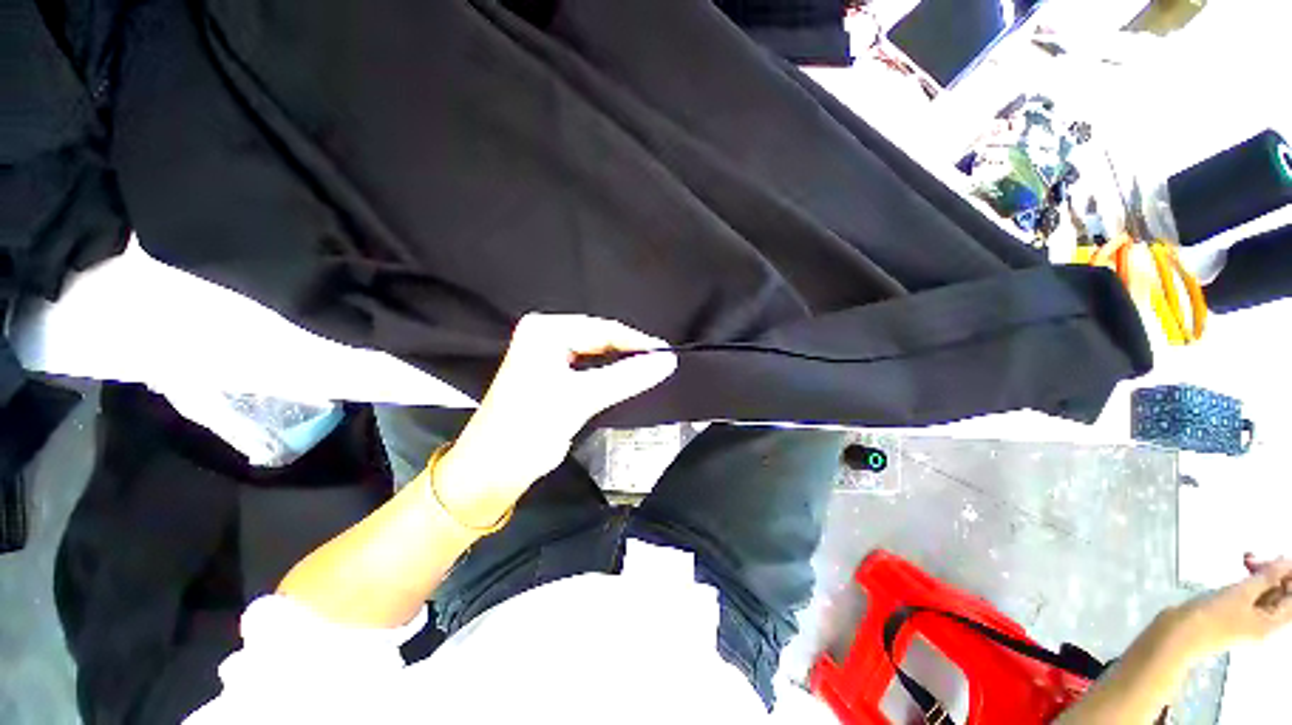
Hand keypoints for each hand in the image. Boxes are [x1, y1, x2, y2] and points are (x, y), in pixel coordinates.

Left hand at [434, 314, 676, 513]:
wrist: (493, 469)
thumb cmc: (528, 428)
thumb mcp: (581, 398)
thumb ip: (627, 377)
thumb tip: (665, 361)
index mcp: (545, 331)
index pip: (602, 329)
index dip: (637, 342)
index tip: (666, 353)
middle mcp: (545, 337)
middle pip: (600, 339)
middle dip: (629, 352)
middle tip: (660, 364)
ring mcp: (548, 355)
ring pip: (596, 354)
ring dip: (621, 364)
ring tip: (649, 370)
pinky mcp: (553, 375)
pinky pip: (589, 368)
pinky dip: (609, 375)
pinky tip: (626, 379)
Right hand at [1173, 555, 1291, 657]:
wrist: (1179, 632)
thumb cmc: (1212, 618)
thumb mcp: (1240, 595)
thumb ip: (1266, 578)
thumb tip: (1285, 563)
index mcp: (1272, 623)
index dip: (1289, 577)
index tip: (1280, 559)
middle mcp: (1265, 622)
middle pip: (1281, 595)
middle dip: (1275, 574)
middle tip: (1260, 559)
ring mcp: (1249, 618)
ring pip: (1266, 592)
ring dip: (1262, 575)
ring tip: (1249, 562)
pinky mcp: (1235, 612)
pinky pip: (1253, 594)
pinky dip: (1251, 581)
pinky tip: (1242, 573)